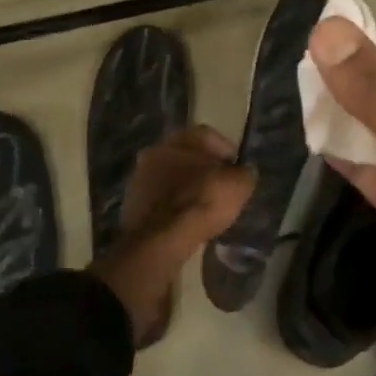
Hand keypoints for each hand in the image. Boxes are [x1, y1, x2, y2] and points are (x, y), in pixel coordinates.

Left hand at [123, 126, 252, 246]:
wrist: (159, 240)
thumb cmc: (202, 202)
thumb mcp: (238, 186)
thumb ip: (244, 174)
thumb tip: (244, 173)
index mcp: (181, 139)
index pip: (209, 136)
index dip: (226, 152)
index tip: (237, 171)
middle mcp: (157, 150)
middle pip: (187, 155)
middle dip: (203, 169)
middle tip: (219, 187)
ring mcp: (140, 177)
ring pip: (171, 176)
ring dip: (186, 187)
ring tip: (202, 207)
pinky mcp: (131, 203)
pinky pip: (160, 198)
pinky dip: (172, 205)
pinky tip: (184, 219)